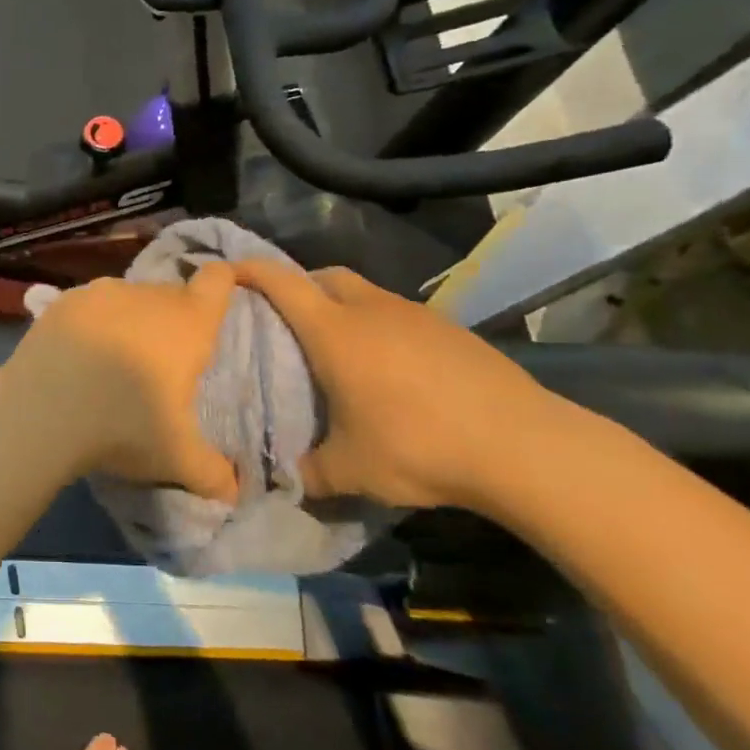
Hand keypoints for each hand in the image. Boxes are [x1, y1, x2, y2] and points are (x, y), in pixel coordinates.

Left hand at [0, 267, 239, 501]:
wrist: (39, 413)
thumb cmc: (122, 427)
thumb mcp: (176, 458)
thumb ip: (213, 474)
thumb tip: (233, 493)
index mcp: (186, 322)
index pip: (218, 279)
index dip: (226, 283)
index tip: (220, 304)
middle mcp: (146, 296)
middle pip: (171, 295)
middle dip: (173, 321)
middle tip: (162, 364)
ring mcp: (100, 293)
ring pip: (129, 299)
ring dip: (130, 321)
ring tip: (115, 362)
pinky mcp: (62, 302)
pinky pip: (90, 307)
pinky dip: (91, 324)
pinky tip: (78, 357)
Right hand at [233, 261, 567, 510]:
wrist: (523, 446)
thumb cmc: (418, 447)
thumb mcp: (348, 471)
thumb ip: (304, 472)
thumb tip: (279, 479)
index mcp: (335, 332)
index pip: (282, 283)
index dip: (250, 270)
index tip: (226, 271)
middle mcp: (372, 311)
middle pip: (324, 276)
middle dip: (297, 284)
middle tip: (281, 316)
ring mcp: (416, 315)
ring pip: (364, 292)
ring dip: (340, 304)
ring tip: (334, 344)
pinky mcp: (450, 329)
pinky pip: (397, 313)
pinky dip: (377, 324)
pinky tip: (387, 365)